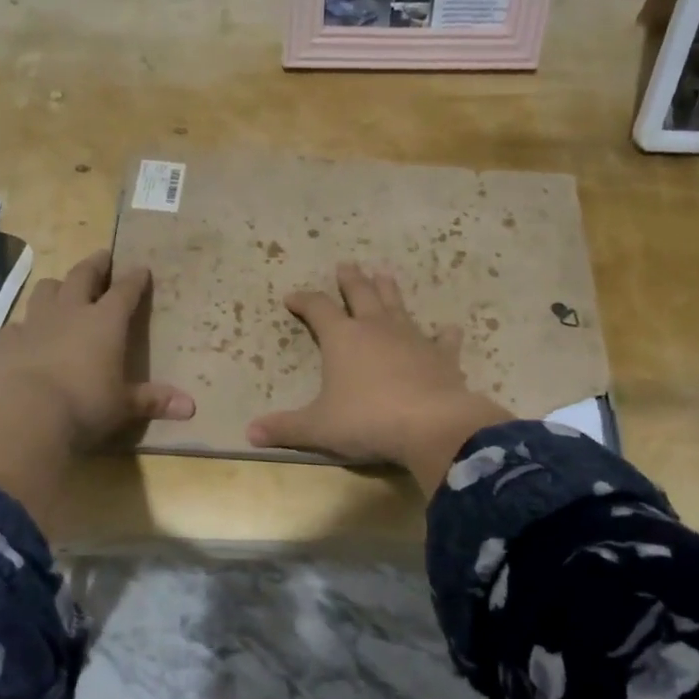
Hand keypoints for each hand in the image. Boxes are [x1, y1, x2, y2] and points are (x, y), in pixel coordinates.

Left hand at [0, 250, 194, 449]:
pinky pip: (17, 325)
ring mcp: (35, 323)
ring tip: (62, 289)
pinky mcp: (6, 341)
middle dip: (95, 265)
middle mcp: (71, 312)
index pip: (125, 292)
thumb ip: (153, 401)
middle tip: (103, 257)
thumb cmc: (85, 404)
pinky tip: (25, 334)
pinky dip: (25, 326)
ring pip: (46, 290)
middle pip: (82, 276)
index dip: (135, 280)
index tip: (141, 269)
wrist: (24, 412)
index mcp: (105, 322)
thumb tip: (191, 407)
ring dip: (57, 287)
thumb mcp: (124, 405)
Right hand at [248, 263, 510, 492]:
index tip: (292, 297)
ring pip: (398, 306)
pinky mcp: (442, 356)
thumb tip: (249, 433)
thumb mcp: (318, 428)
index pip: (318, 309)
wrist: (430, 425)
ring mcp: (412, 338)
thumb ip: (285, 428)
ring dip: (389, 290)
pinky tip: (449, 329)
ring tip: (384, 274)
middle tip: (346, 265)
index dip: (304, 301)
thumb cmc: (366, 421)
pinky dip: (444, 334)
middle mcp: (377, 329)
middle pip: (361, 294)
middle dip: (351, 280)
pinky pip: (443, 340)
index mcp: (342, 338)